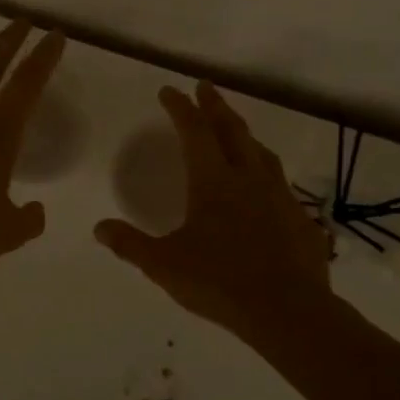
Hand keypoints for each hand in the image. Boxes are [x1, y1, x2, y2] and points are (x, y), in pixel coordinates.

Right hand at [95, 81, 333, 340]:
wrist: (288, 311)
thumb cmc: (220, 282)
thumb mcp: (164, 265)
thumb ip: (130, 244)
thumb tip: (99, 227)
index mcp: (213, 181)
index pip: (194, 131)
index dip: (180, 108)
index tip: (169, 91)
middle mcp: (248, 178)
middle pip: (232, 130)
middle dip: (215, 105)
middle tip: (205, 88)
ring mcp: (279, 196)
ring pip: (261, 152)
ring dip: (244, 134)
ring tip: (235, 129)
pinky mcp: (300, 218)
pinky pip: (280, 182)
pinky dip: (266, 171)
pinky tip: (265, 186)